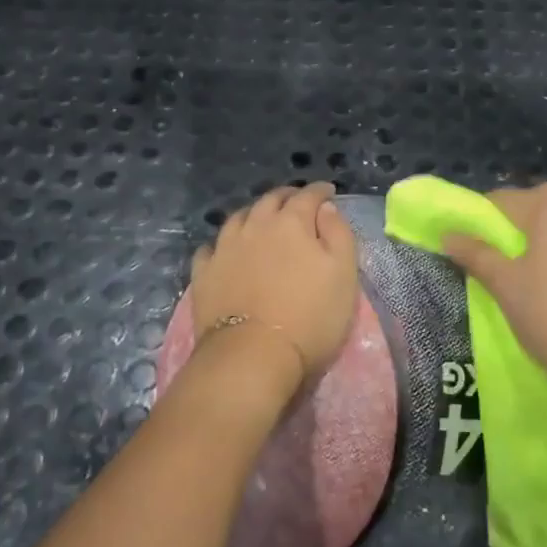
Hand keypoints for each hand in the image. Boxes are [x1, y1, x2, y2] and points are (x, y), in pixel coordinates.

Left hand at [191, 183, 358, 385]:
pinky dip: (222, 244)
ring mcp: (225, 248)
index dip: (320, 191)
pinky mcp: (204, 273)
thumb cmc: (310, 317)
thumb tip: (325, 207)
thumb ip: (338, 234)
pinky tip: (225, 250)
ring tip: (261, 220)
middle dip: (287, 196)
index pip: (308, 196)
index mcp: (292, 223)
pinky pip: (210, 248)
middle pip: (270, 200)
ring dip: (254, 214)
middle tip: (297, 202)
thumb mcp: (343, 274)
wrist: (253, 355)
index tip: (329, 192)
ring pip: (238, 218)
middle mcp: (255, 226)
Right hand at [442, 183, 546, 423]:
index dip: (480, 222)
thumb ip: (474, 253)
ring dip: (543, 253)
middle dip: (512, 237)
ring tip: (528, 289)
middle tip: (495, 269)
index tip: (468, 249)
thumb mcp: (503, 283)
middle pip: (536, 216)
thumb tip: (448, 235)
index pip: (503, 201)